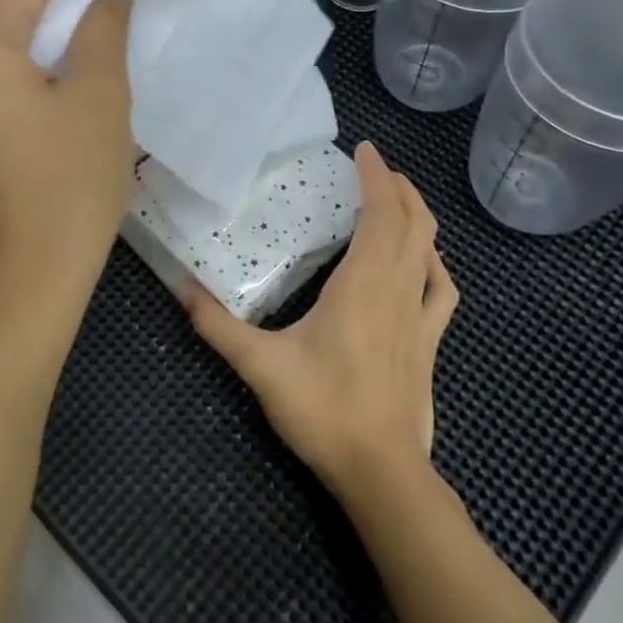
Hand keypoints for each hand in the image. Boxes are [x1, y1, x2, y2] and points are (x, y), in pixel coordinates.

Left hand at [0, 0, 134, 303]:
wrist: (32, 275)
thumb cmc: (70, 181)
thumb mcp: (99, 94)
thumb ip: (104, 25)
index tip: (122, 8)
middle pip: (16, 11)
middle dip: (71, 17)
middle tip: (119, 47)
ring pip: (13, 49)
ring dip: (60, 52)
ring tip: (102, 80)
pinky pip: (5, 85)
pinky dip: (42, 81)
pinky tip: (74, 110)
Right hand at [184, 141, 457, 507]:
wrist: (381, 472)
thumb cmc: (323, 410)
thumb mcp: (261, 366)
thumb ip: (218, 325)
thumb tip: (180, 288)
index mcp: (362, 285)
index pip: (381, 215)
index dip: (377, 178)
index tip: (365, 150)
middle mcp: (397, 290)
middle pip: (413, 224)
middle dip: (399, 188)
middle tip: (376, 168)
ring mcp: (419, 318)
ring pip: (430, 252)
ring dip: (419, 218)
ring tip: (400, 201)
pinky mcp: (429, 344)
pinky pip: (441, 291)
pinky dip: (435, 264)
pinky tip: (426, 263)